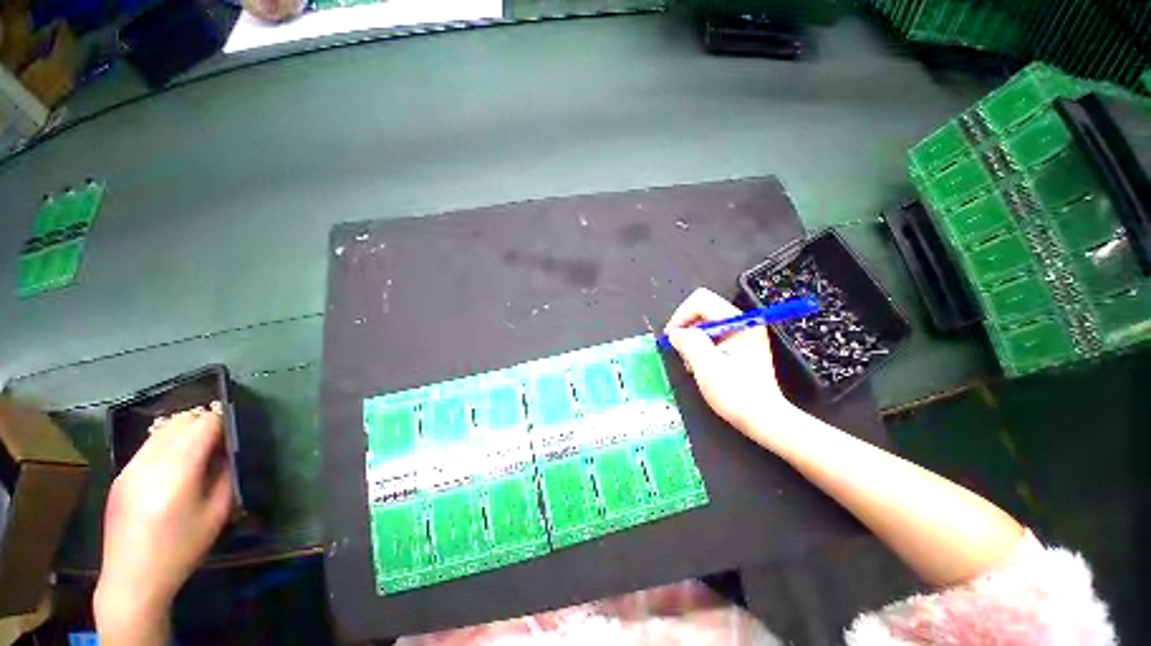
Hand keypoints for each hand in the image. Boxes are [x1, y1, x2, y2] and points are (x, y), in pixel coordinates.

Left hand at [95, 406, 232, 644]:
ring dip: (185, 433)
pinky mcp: (121, 474)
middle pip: (183, 421)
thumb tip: (229, 450)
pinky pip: (149, 445)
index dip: (224, 422)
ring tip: (198, 454)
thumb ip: (225, 475)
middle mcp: (151, 461)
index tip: (235, 433)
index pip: (204, 423)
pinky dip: (167, 445)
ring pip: (163, 430)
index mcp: (178, 471)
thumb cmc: (181, 549)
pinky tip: (173, 469)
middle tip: (220, 444)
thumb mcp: (216, 514)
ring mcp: (131, 466)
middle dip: (205, 424)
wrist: (132, 579)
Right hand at [665, 288, 803, 434]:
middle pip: (702, 311)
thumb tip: (676, 333)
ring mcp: (742, 335)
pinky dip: (700, 348)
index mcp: (740, 322)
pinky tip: (701, 366)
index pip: (701, 301)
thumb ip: (689, 342)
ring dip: (692, 341)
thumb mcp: (707, 366)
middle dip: (687, 330)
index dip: (681, 316)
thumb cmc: (736, 394)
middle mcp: (743, 323)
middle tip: (682, 353)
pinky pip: (711, 337)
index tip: (671, 337)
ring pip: (704, 325)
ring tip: (693, 364)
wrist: (763, 419)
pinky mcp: (739, 346)